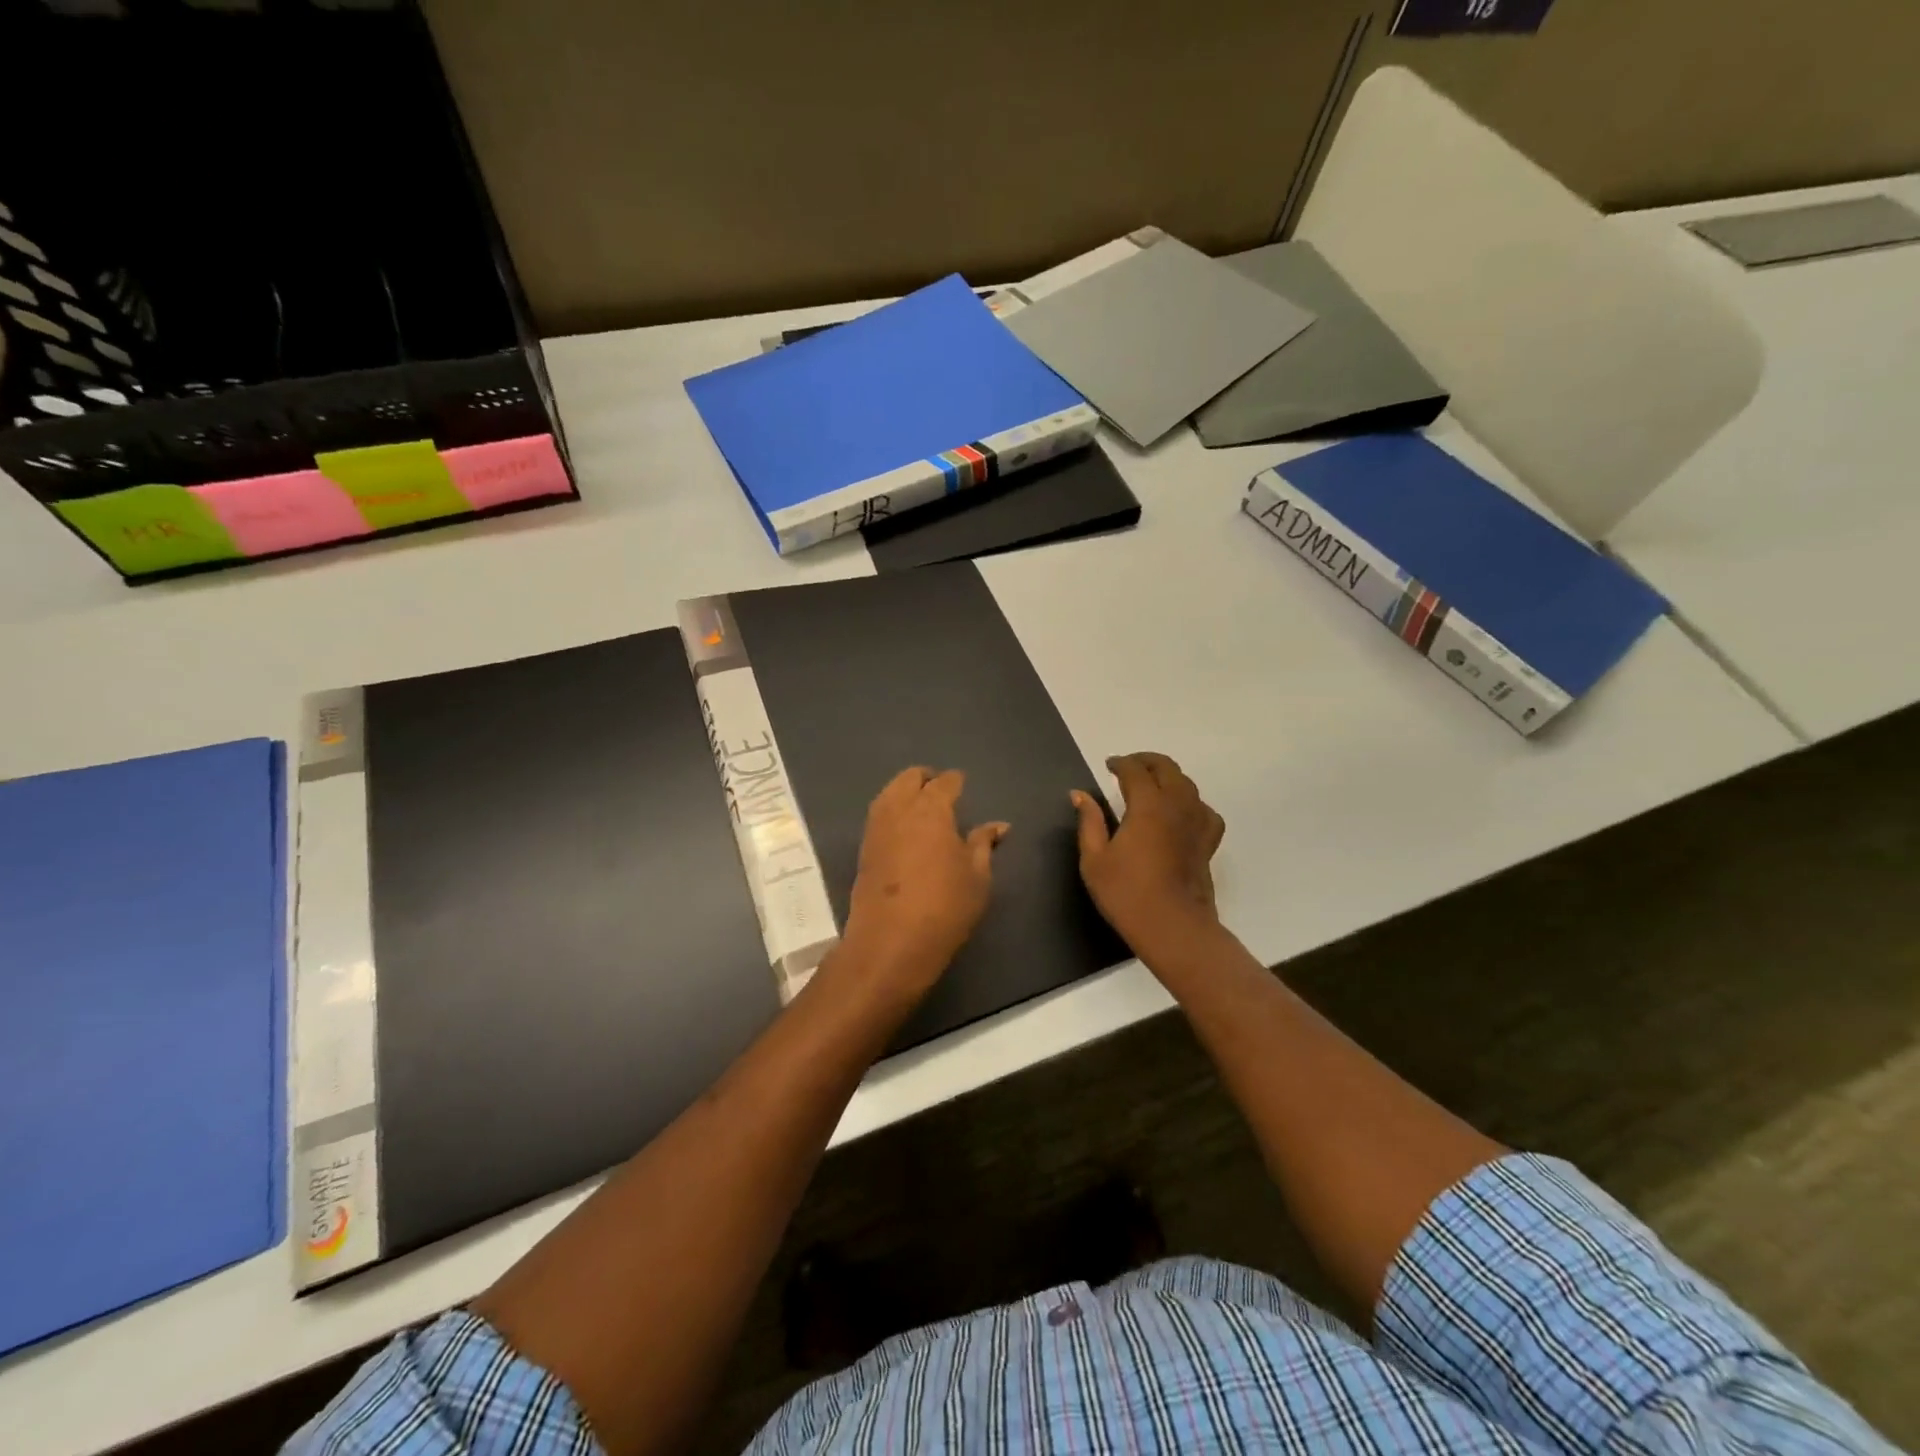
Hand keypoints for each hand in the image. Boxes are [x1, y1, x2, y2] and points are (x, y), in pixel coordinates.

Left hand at [839, 767, 1008, 1000]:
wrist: (890, 942)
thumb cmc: (945, 907)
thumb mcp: (977, 876)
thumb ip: (984, 844)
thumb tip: (998, 825)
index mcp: (931, 809)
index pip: (945, 782)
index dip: (956, 781)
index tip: (963, 786)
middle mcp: (899, 809)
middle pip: (909, 778)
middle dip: (926, 778)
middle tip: (942, 792)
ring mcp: (876, 828)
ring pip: (889, 793)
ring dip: (905, 791)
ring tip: (923, 808)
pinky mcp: (863, 849)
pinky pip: (879, 815)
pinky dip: (893, 811)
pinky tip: (906, 828)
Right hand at [1073, 753, 1224, 962]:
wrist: (1173, 927)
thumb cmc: (1127, 894)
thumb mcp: (1095, 859)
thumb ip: (1089, 822)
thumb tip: (1080, 795)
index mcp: (1148, 805)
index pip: (1135, 771)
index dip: (1120, 763)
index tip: (1108, 765)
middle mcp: (1177, 805)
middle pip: (1167, 768)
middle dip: (1146, 762)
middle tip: (1128, 767)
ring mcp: (1197, 823)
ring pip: (1188, 785)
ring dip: (1168, 777)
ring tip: (1152, 785)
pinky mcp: (1208, 842)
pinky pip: (1204, 810)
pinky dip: (1191, 803)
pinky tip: (1181, 813)